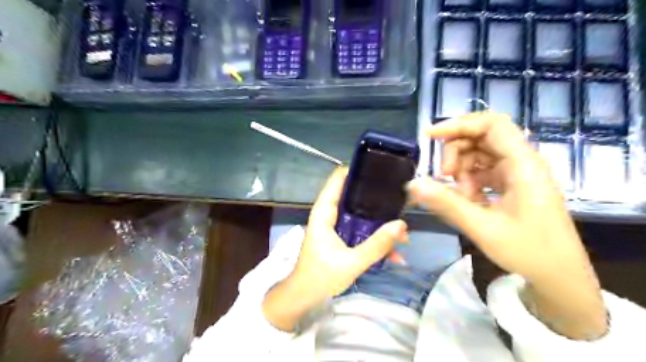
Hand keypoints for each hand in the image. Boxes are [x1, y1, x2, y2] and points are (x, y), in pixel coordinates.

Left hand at [259, 168, 404, 331]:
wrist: (304, 297)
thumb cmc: (321, 277)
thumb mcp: (351, 262)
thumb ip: (377, 245)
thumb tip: (402, 225)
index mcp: (324, 212)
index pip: (338, 179)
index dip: (357, 171)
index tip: (380, 169)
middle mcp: (330, 214)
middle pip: (353, 195)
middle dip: (376, 197)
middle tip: (401, 198)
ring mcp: (336, 226)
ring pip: (360, 216)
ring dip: (380, 224)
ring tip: (403, 233)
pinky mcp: (341, 238)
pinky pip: (361, 232)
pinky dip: (375, 239)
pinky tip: (394, 253)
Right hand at [406, 112, 608, 339]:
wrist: (559, 277)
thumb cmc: (529, 251)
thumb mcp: (482, 227)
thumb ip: (446, 203)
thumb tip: (413, 183)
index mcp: (523, 165)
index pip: (491, 125)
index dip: (459, 124)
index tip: (430, 137)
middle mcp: (522, 162)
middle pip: (481, 137)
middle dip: (455, 152)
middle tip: (443, 177)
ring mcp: (517, 173)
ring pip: (479, 154)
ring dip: (461, 169)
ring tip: (458, 195)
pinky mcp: (512, 185)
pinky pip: (483, 171)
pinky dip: (469, 181)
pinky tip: (467, 200)